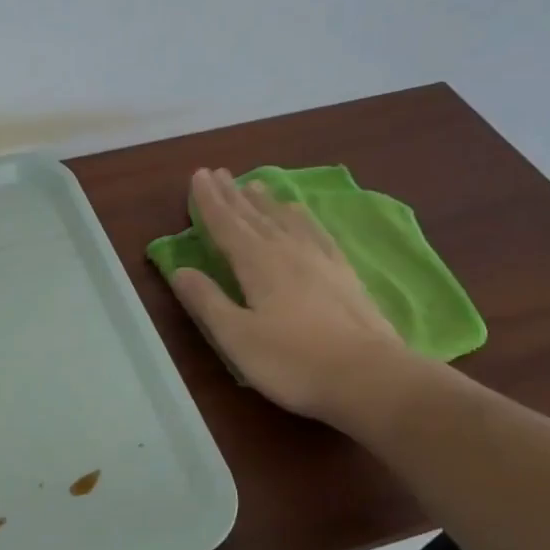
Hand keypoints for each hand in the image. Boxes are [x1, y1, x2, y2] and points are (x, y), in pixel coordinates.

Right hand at [167, 168, 409, 423]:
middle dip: (233, 195)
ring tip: (255, 185)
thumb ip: (206, 301)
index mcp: (258, 264)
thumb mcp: (236, 337)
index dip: (209, 201)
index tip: (198, 176)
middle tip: (218, 172)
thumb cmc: (293, 361)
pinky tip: (301, 216)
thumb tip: (179, 270)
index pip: (227, 225)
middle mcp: (288, 251)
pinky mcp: (344, 274)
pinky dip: (302, 218)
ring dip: (266, 202)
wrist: (370, 377)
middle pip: (255, 216)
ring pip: (286, 220)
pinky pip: (316, 233)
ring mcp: (321, 260)